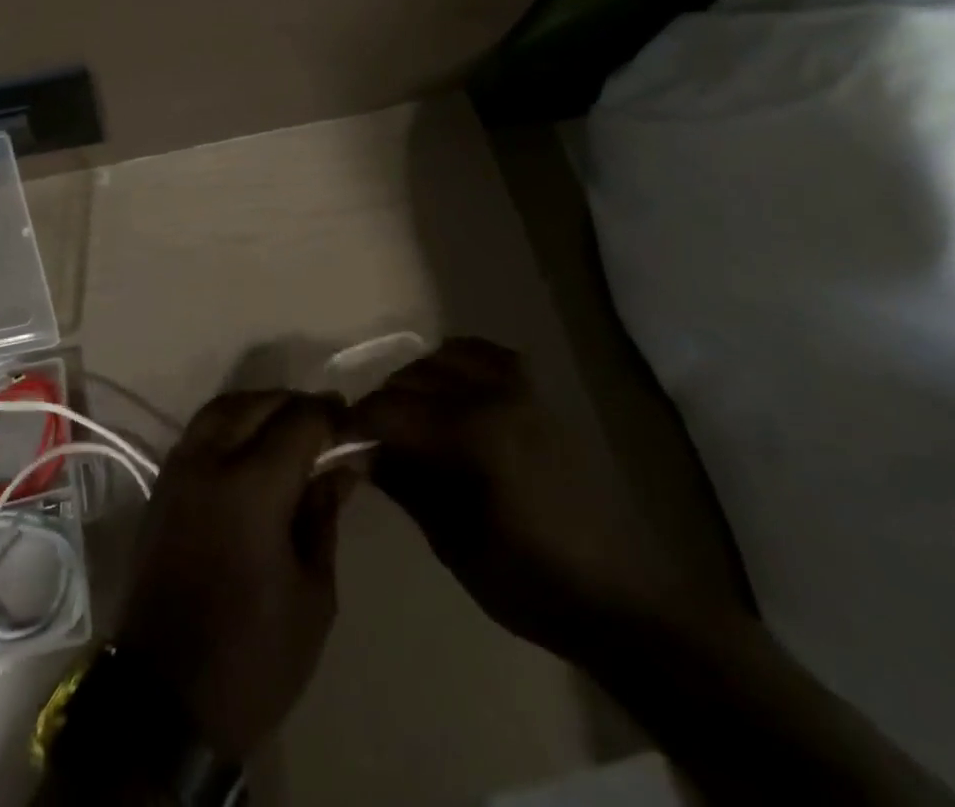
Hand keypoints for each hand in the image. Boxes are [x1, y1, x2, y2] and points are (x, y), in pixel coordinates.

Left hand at [114, 390, 352, 757]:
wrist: (167, 699)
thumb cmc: (254, 656)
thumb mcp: (313, 594)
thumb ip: (324, 516)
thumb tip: (343, 467)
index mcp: (253, 487)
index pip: (299, 420)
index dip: (331, 415)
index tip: (353, 424)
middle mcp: (210, 461)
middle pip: (258, 403)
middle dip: (296, 404)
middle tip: (327, 423)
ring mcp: (179, 469)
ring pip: (223, 407)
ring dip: (259, 406)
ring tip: (290, 428)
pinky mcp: (162, 485)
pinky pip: (200, 430)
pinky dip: (230, 422)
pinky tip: (251, 446)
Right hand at [350, 338, 724, 663]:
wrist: (620, 597)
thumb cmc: (531, 582)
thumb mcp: (454, 541)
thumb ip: (405, 483)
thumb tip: (361, 451)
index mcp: (472, 434)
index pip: (390, 410)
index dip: (354, 422)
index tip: (334, 439)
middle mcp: (494, 395)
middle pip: (414, 378)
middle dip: (382, 402)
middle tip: (366, 435)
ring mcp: (522, 389)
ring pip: (447, 356)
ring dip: (417, 378)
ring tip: (405, 412)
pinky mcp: (541, 395)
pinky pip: (489, 355)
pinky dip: (458, 361)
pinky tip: (449, 387)